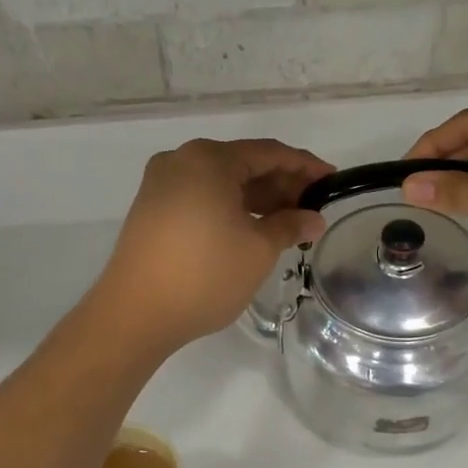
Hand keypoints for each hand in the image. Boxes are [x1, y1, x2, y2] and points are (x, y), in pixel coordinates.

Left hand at [97, 138, 332, 351]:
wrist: (134, 314)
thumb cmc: (205, 274)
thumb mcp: (258, 249)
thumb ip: (290, 225)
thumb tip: (314, 218)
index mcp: (209, 159)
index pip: (269, 153)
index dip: (305, 166)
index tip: (332, 181)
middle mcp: (182, 161)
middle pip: (243, 163)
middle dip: (281, 184)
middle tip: (313, 207)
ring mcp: (162, 184)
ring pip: (222, 181)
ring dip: (257, 198)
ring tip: (289, 222)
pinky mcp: (152, 208)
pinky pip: (202, 196)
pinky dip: (231, 207)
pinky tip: (253, 228)